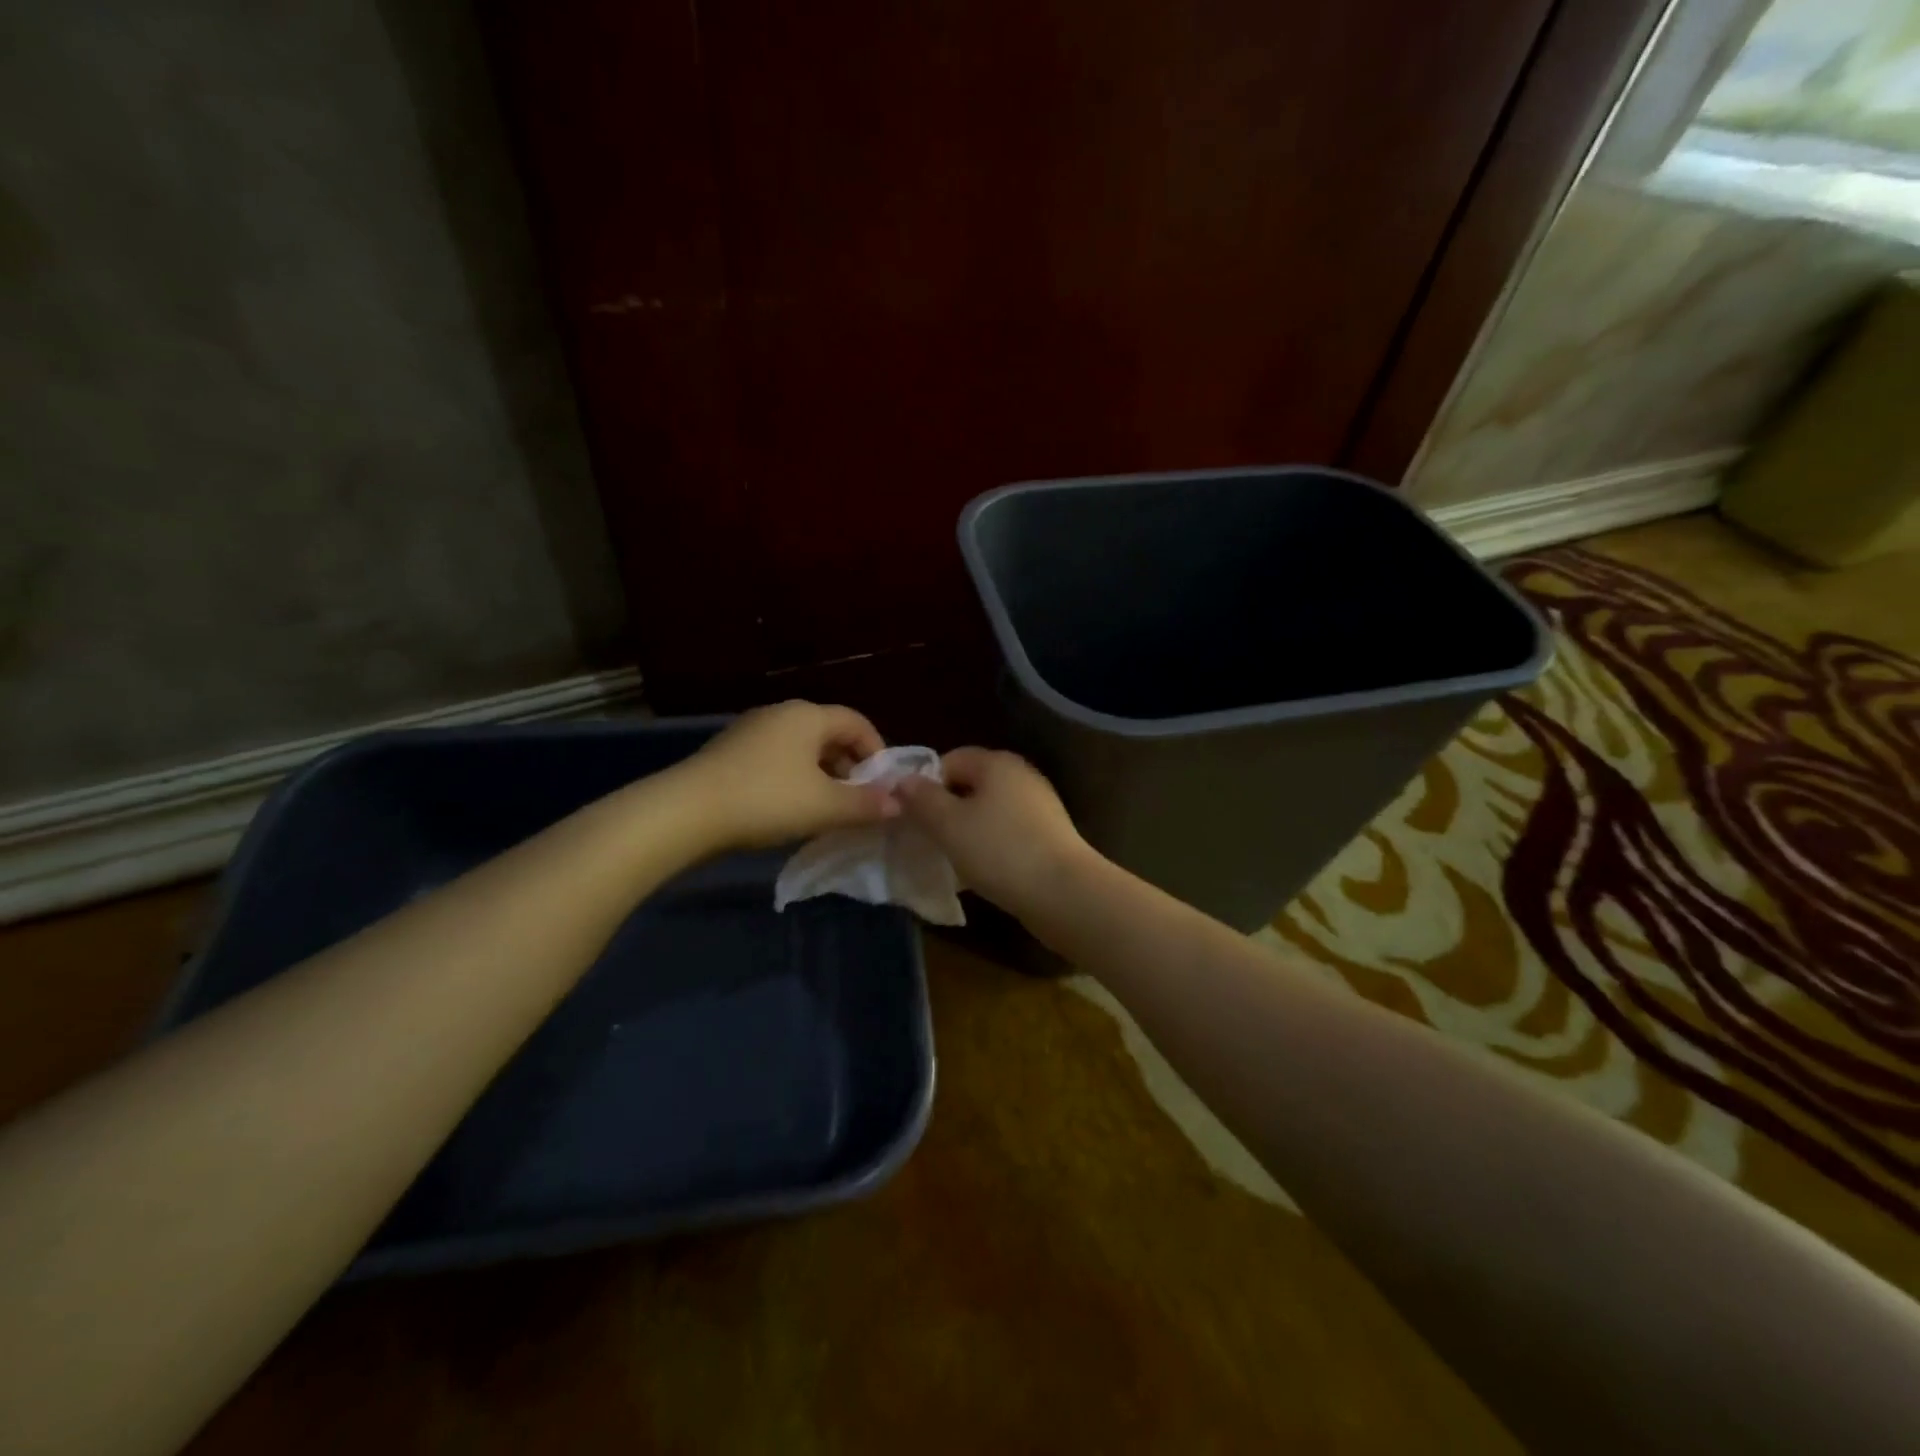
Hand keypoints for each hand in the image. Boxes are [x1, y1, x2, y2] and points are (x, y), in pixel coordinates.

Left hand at [677, 701, 898, 849]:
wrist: (686, 812)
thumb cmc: (766, 800)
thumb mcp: (824, 806)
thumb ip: (866, 804)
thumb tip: (898, 804)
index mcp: (807, 716)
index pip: (857, 722)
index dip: (877, 751)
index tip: (884, 785)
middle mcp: (780, 714)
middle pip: (829, 734)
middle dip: (850, 767)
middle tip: (858, 801)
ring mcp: (751, 731)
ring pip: (802, 749)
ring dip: (822, 775)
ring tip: (827, 809)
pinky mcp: (730, 753)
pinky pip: (777, 759)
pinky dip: (795, 779)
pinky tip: (790, 809)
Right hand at [895, 748, 1093, 921]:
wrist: (1064, 893)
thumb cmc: (1000, 850)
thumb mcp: (949, 824)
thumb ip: (922, 799)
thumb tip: (903, 780)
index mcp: (997, 763)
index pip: (950, 759)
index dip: (925, 784)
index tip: (911, 815)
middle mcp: (1021, 775)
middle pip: (970, 785)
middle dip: (945, 809)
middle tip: (927, 838)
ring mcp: (1039, 805)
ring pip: (989, 811)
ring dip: (967, 831)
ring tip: (951, 859)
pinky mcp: (1049, 835)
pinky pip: (1007, 832)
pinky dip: (990, 846)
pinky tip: (981, 871)